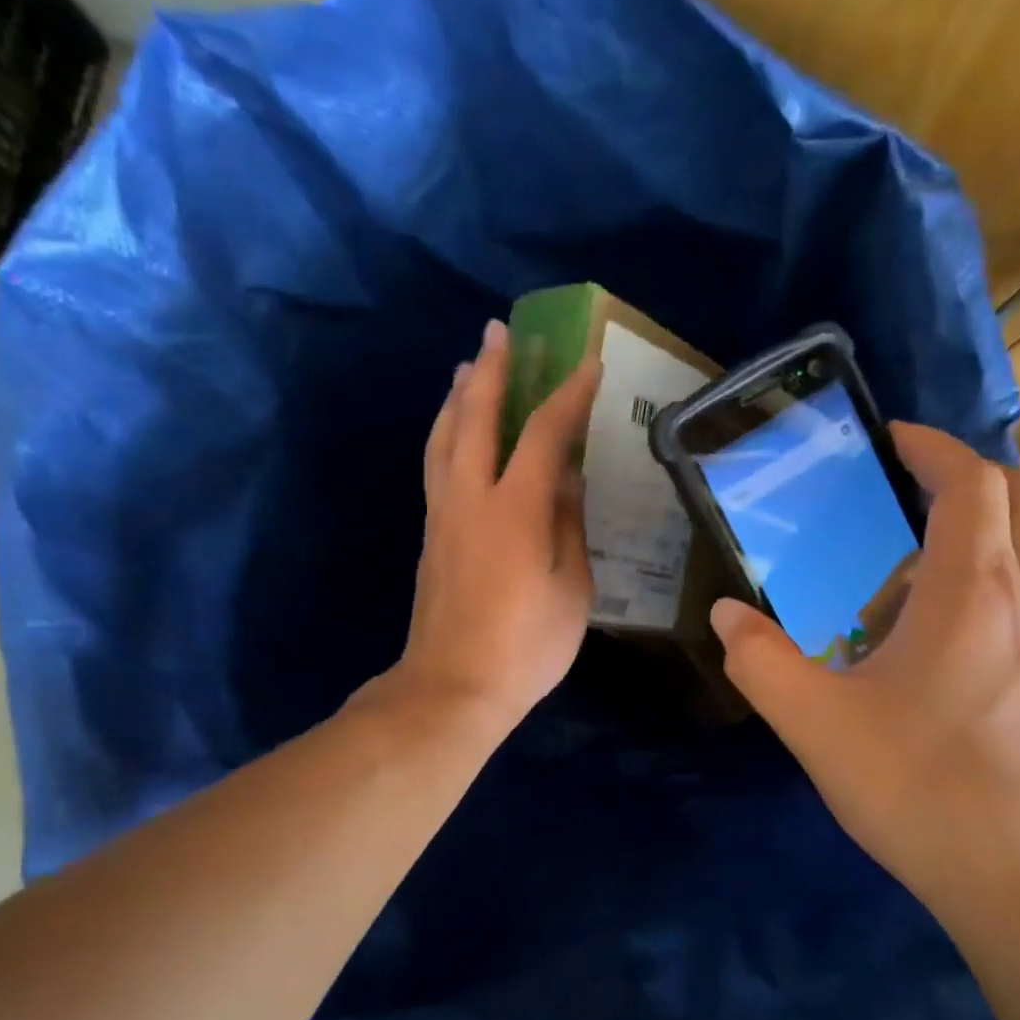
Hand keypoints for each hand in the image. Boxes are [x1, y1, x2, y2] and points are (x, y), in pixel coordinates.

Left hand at [390, 319, 601, 734]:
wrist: (453, 687)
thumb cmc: (526, 646)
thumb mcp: (572, 588)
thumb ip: (568, 524)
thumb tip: (565, 476)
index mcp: (515, 509)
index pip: (543, 434)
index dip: (567, 395)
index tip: (587, 364)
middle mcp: (471, 498)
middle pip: (476, 418)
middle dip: (491, 370)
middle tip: (500, 332)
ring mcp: (444, 515)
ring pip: (444, 438)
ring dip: (458, 396)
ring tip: (468, 368)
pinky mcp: (431, 536)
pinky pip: (436, 465)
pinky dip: (446, 433)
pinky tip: (453, 432)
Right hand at [710, 422, 1019, 916]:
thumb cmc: (922, 788)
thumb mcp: (816, 724)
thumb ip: (761, 661)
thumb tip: (726, 617)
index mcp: (972, 589)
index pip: (970, 481)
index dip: (931, 447)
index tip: (889, 440)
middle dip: (968, 476)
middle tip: (904, 497)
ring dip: (980, 534)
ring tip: (906, 578)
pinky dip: (992, 582)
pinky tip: (937, 642)